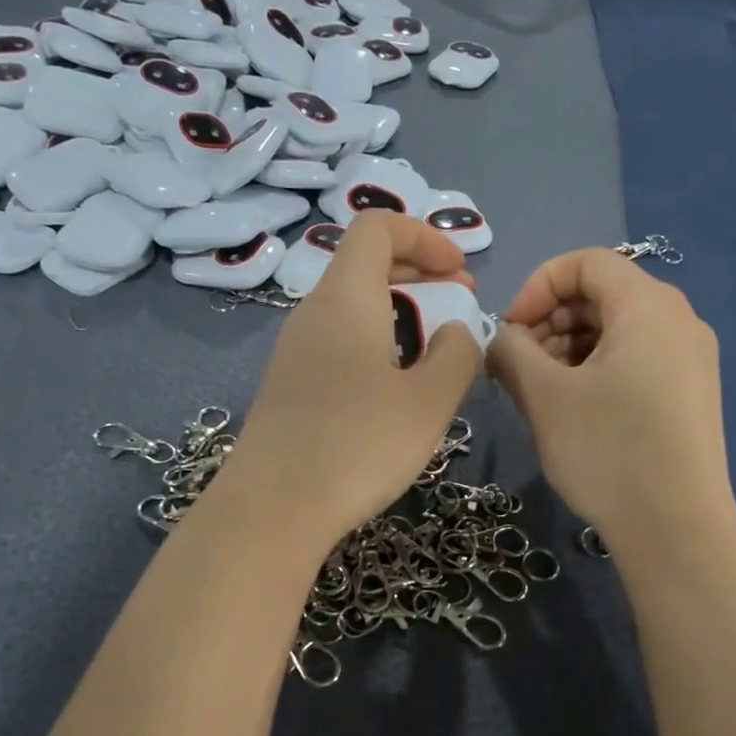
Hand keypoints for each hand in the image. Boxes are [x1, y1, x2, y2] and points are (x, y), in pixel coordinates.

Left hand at [225, 213, 483, 552]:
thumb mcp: (429, 401)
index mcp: (345, 299)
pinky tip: (395, 386)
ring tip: (436, 347)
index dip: (426, 236)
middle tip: (462, 299)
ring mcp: (295, 352)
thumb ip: (457, 355)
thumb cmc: (358, 446)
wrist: (273, 508)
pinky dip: (376, 342)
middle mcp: (313, 313)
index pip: (378, 227)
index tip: (462, 272)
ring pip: (352, 306)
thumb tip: (456, 332)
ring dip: (399, 310)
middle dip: (420, 270)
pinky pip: (338, 342)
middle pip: (364, 263)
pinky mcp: (289, 387)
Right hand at [490, 249, 733, 546]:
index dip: (536, 287)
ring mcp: (691, 361)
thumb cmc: (607, 450)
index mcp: (649, 306)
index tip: (509, 332)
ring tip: (541, 393)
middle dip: (550, 322)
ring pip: (617, 332)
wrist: (676, 530)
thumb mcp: (544, 396)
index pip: (585, 262)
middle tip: (519, 366)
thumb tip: (501, 339)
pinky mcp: (690, 396)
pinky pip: (636, 361)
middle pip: (603, 295)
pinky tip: (574, 411)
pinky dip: (597, 371)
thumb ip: (510, 351)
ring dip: (569, 349)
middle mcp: (679, 321)